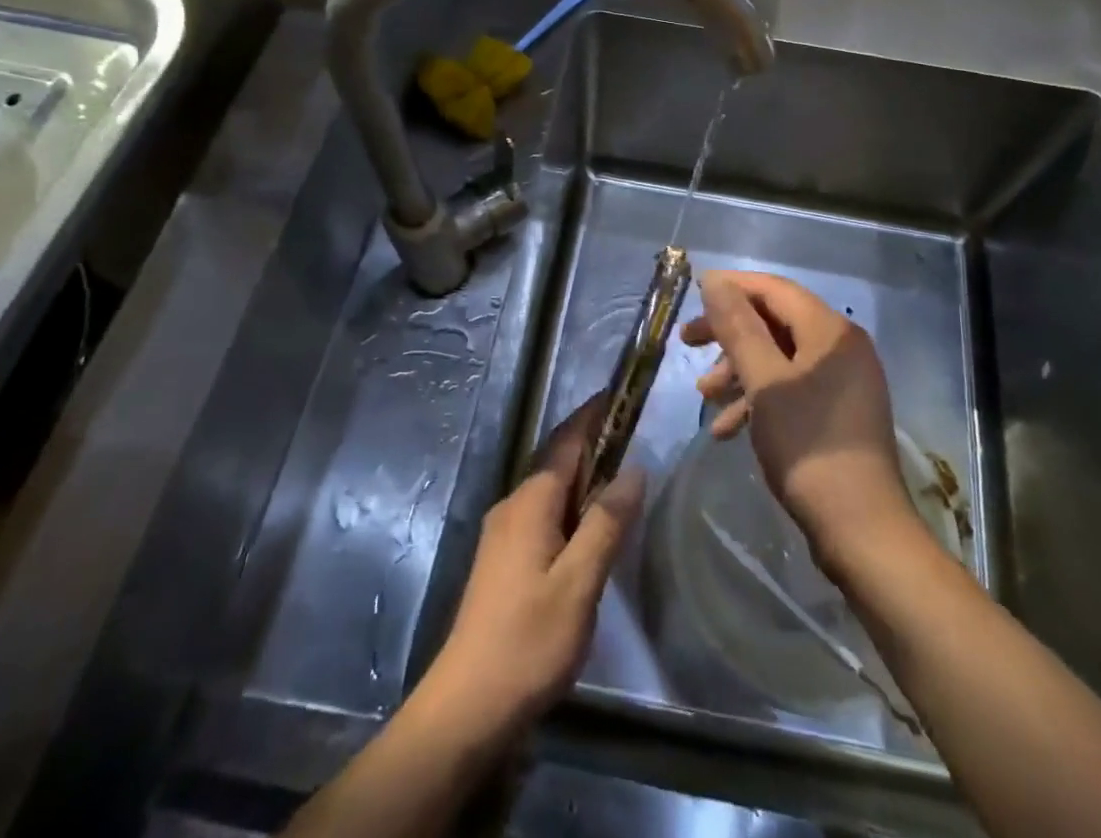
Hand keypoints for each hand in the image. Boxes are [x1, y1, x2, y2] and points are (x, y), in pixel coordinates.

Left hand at [419, 398, 644, 735]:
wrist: (467, 706)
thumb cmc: (528, 640)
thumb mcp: (579, 583)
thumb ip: (607, 523)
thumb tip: (634, 468)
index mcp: (531, 501)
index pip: (567, 440)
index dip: (593, 415)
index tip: (620, 394)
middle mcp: (513, 506)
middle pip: (558, 462)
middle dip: (593, 445)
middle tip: (634, 438)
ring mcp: (503, 534)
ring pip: (551, 491)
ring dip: (583, 479)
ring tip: (621, 481)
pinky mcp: (503, 561)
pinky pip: (543, 515)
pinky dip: (571, 508)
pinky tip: (590, 531)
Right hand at [684, 270, 916, 565]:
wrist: (861, 529)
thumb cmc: (807, 446)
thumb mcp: (763, 382)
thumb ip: (738, 327)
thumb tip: (715, 281)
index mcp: (830, 330)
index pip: (774, 289)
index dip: (731, 286)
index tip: (692, 294)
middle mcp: (842, 346)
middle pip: (775, 321)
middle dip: (729, 332)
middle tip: (687, 342)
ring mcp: (844, 380)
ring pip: (780, 357)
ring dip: (739, 370)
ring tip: (704, 396)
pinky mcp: (839, 412)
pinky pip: (793, 388)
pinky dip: (760, 398)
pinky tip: (729, 428)